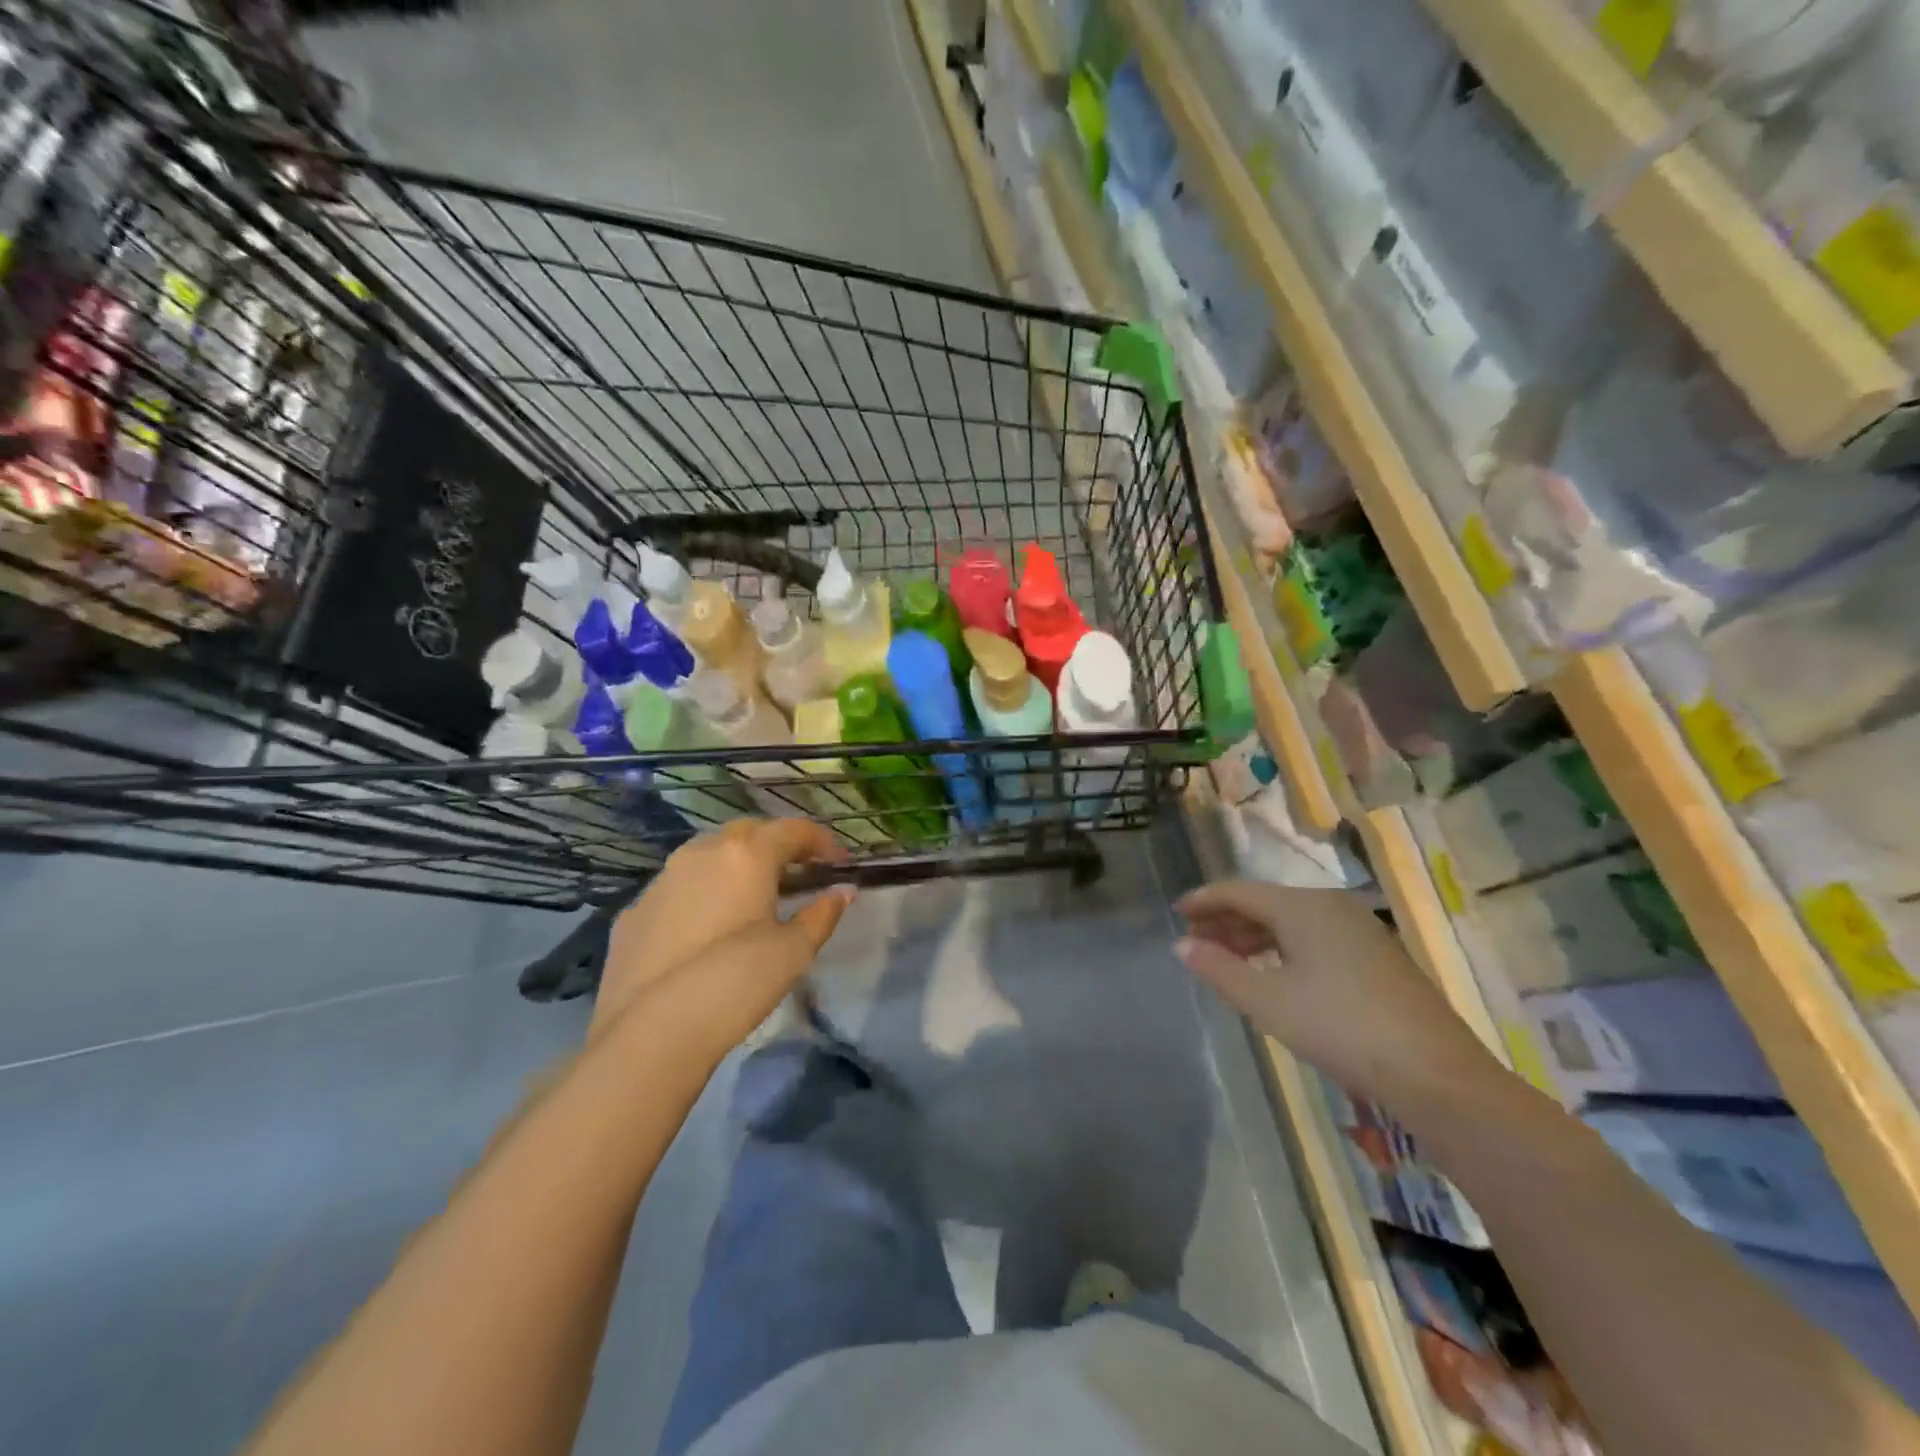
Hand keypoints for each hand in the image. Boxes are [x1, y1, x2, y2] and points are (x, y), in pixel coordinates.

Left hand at [593, 819, 853, 1048]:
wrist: (650, 1033)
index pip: (792, 830)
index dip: (821, 841)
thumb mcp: (793, 952)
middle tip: (797, 872)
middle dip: (775, 844)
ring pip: (706, 855)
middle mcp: (701, 853)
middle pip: (747, 832)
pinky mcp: (633, 913)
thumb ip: (821, 915)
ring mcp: (661, 881)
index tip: (839, 862)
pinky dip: (700, 894)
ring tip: (751, 896)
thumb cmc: (736, 982)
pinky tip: (706, 927)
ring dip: (734, 864)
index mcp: (746, 855)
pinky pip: (676, 889)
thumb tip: (842, 892)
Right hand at [1174, 880, 1495, 1105]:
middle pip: (1266, 904)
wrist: (1435, 1073)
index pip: (1239, 892)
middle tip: (1195, 940)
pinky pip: (1314, 938)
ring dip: (1254, 937)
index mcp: (1303, 906)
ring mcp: (1359, 930)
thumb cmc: (1339, 1027)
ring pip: (1291, 922)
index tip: (1176, 912)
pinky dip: (1283, 948)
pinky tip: (1273, 973)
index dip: (1204, 900)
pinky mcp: (1377, 956)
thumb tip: (1182, 945)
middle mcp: (1331, 906)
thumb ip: (1219, 969)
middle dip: (1227, 920)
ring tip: (1226, 958)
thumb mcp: (1267, 1001)